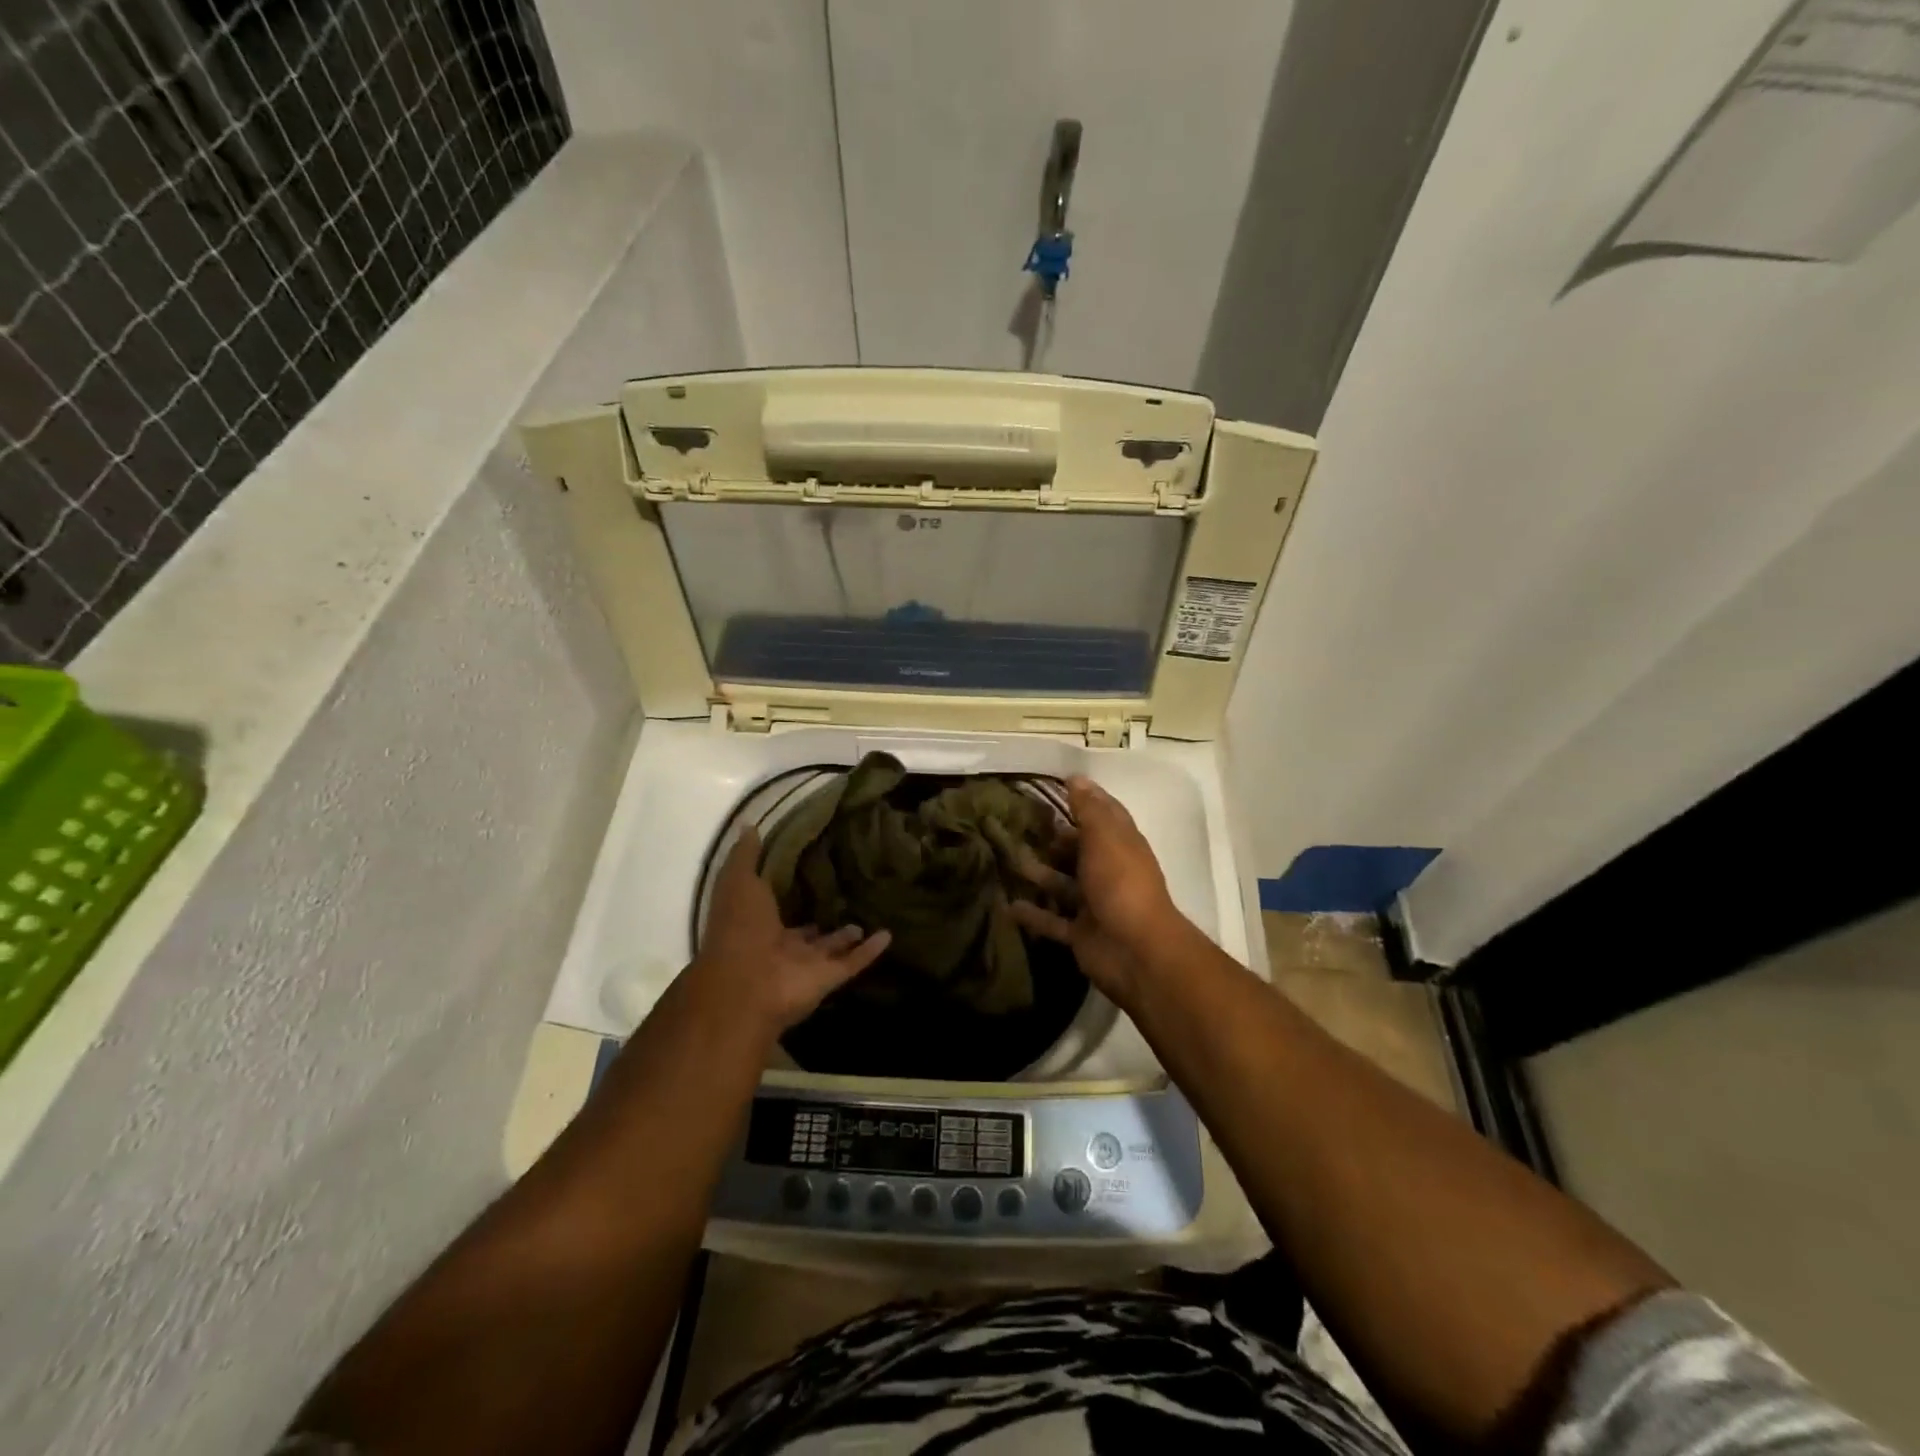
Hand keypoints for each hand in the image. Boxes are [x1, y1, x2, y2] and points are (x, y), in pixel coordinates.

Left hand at [688, 827, 891, 1036]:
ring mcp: (806, 965)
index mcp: (757, 924)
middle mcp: (781, 946)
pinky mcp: (828, 979)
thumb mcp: (738, 882)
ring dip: (846, 936)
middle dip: (820, 917)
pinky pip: (853, 963)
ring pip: (830, 949)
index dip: (789, 891)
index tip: (810, 868)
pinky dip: (870, 951)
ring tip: (865, 917)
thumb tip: (749, 826)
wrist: (747, 983)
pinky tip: (888, 935)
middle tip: (843, 895)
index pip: (775, 906)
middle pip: (805, 931)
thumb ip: (746, 857)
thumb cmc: (739, 927)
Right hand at [1011, 776, 1185, 1008]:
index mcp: (1121, 845)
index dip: (1086, 798)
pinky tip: (1007, 905)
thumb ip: (1088, 809)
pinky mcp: (1081, 933)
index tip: (1058, 783)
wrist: (1136, 951)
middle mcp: (1109, 871)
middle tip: (1019, 824)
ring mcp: (1095, 904)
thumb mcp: (1104, 838)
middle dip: (1056, 837)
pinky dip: (1033, 914)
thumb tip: (1076, 778)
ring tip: (1007, 859)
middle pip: (1080, 849)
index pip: (1105, 814)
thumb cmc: (1120, 883)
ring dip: (1039, 873)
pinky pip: (1053, 920)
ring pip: (1063, 884)